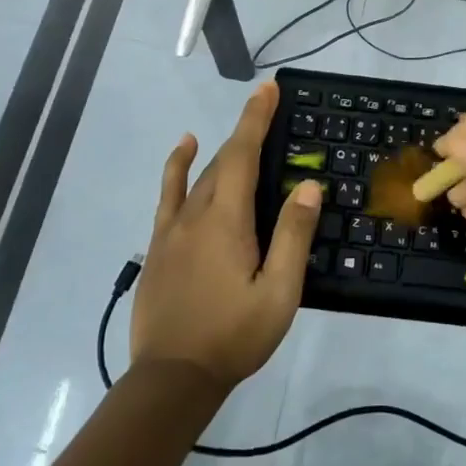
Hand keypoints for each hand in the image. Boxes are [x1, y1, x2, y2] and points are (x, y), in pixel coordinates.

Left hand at [131, 83, 320, 389]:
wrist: (172, 378)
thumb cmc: (234, 336)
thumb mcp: (278, 292)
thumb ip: (292, 236)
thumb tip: (307, 185)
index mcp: (227, 221)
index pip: (243, 155)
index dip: (255, 119)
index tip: (267, 88)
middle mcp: (195, 214)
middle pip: (222, 160)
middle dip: (244, 129)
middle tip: (263, 103)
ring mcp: (171, 231)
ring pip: (194, 176)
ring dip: (212, 150)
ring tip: (219, 132)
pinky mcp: (158, 248)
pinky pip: (167, 197)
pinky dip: (175, 171)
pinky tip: (182, 156)